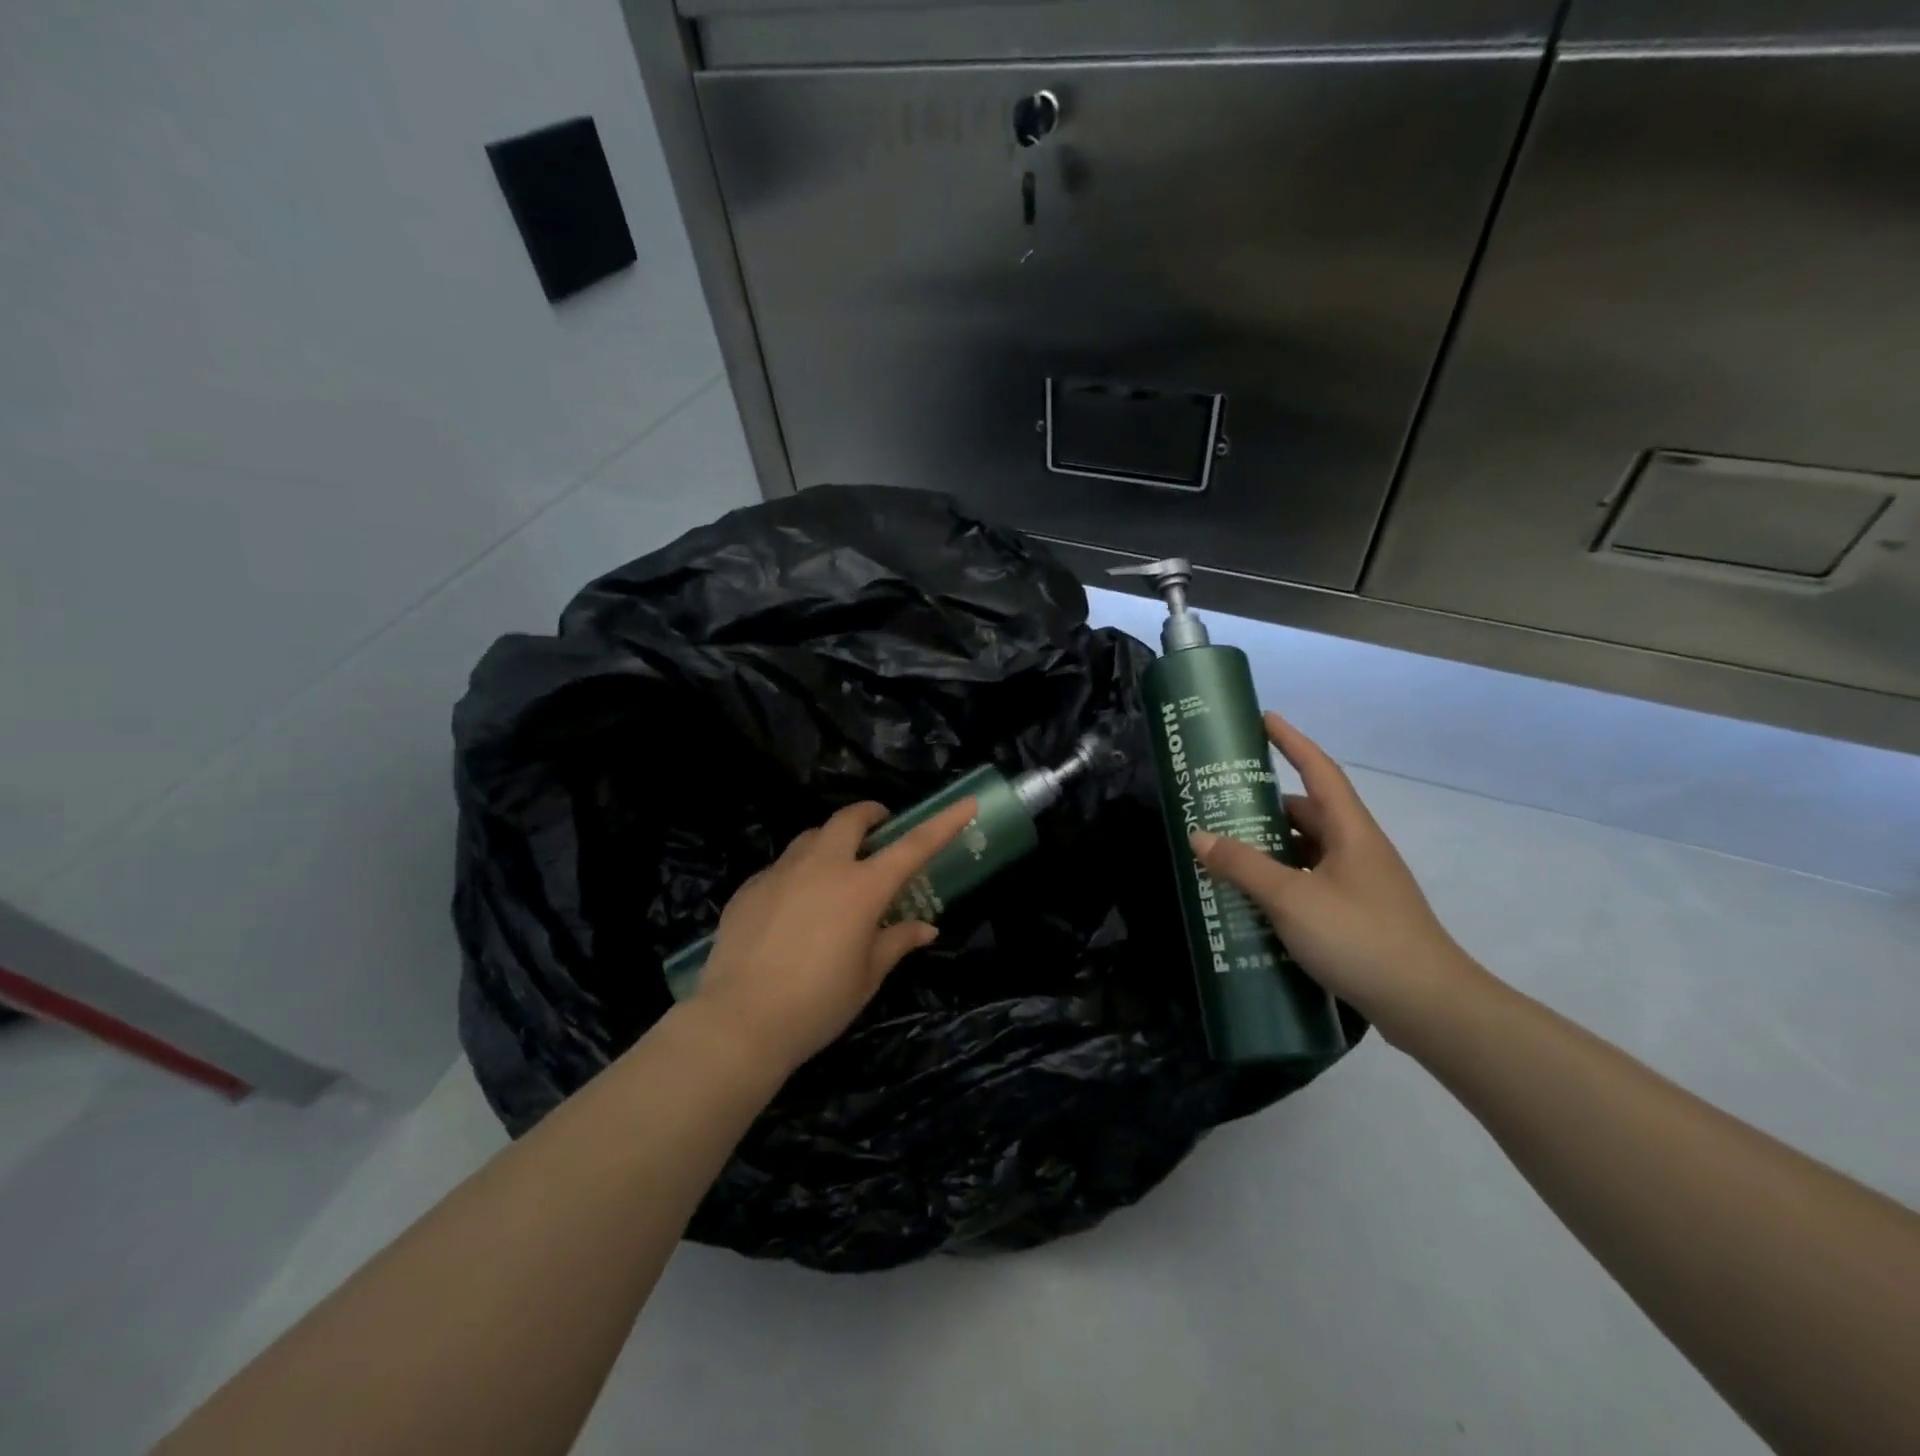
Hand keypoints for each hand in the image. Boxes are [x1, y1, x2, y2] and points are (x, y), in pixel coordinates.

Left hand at [689, 797, 977, 1074]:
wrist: (739, 1021)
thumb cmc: (817, 1003)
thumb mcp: (867, 977)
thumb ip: (896, 942)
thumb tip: (925, 928)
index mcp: (861, 888)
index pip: (913, 846)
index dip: (944, 822)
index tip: (967, 803)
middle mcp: (823, 866)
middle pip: (850, 819)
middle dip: (870, 815)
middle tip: (879, 830)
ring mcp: (782, 872)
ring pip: (811, 837)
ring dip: (831, 841)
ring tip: (835, 870)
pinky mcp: (750, 886)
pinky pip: (782, 866)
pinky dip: (798, 873)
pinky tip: (793, 908)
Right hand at [1189, 712, 1480, 1042]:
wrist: (1429, 1007)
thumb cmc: (1361, 938)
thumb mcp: (1292, 899)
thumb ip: (1244, 866)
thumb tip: (1200, 836)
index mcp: (1351, 831)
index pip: (1319, 770)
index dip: (1292, 741)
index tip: (1264, 718)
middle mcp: (1358, 849)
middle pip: (1308, 813)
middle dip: (1266, 806)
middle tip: (1221, 805)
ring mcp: (1361, 884)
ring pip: (1308, 852)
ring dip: (1271, 850)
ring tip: (1227, 855)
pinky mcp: (1358, 916)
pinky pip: (1312, 883)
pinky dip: (1283, 882)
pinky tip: (1255, 902)